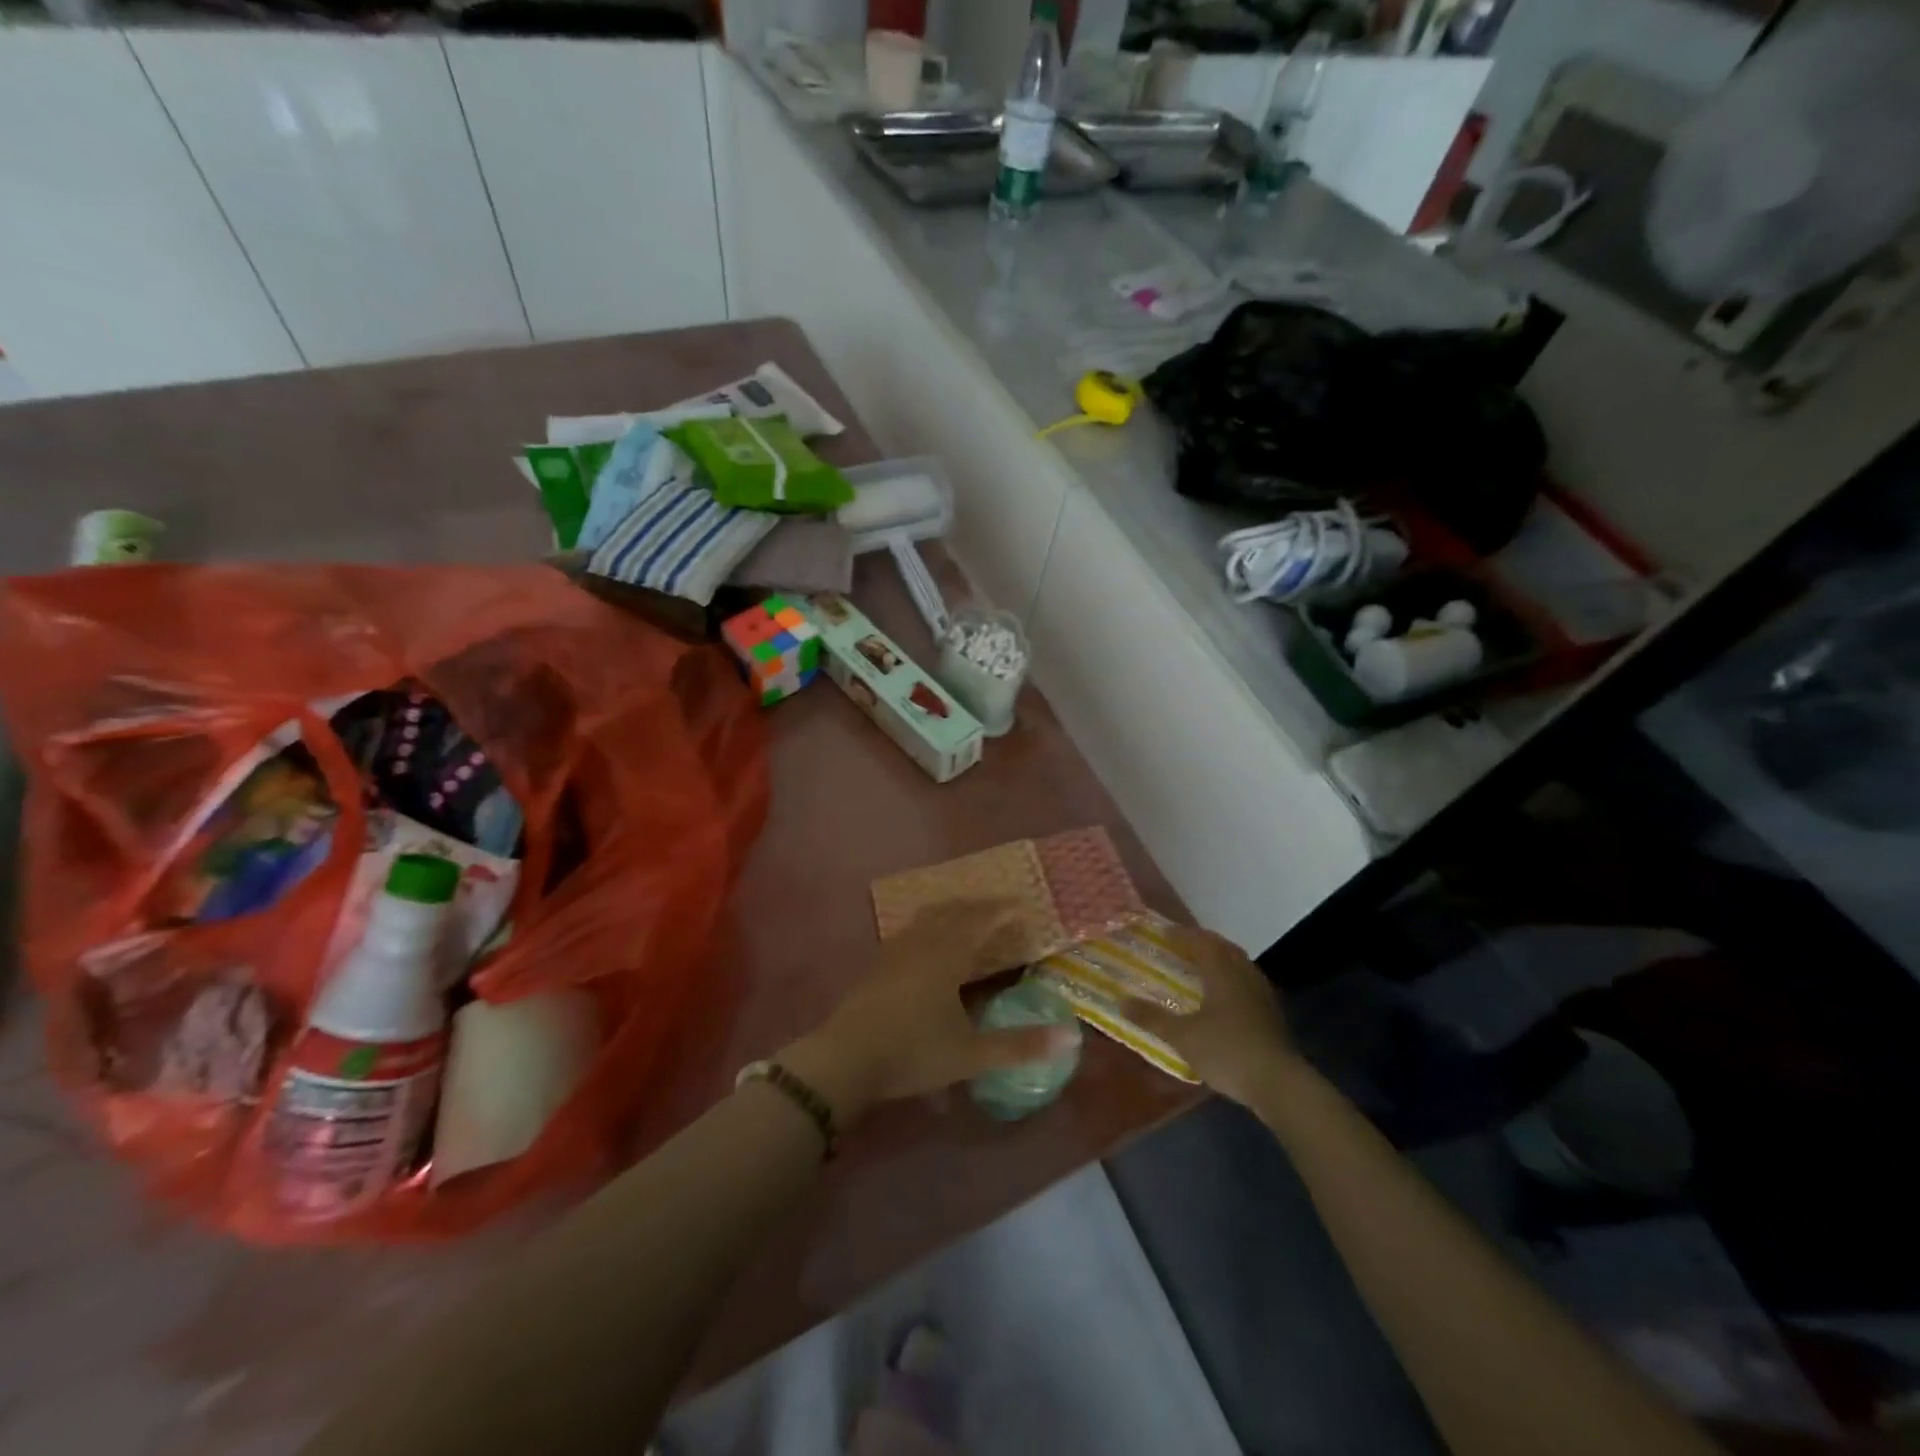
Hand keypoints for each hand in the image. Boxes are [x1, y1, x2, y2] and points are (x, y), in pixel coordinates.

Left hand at [780, 901, 1081, 1127]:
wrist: (846, 1059)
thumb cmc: (913, 1052)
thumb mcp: (971, 1054)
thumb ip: (1020, 1044)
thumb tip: (1072, 1036)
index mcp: (947, 954)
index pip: (981, 921)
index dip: (1003, 912)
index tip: (1024, 907)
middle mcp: (922, 942)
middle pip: (954, 912)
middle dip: (980, 907)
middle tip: (1000, 909)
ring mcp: (895, 950)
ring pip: (928, 917)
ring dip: (952, 911)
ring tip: (967, 916)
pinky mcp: (878, 964)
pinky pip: (911, 930)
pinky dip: (930, 925)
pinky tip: (927, 942)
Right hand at [1128, 927, 1295, 1107]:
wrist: (1279, 1084)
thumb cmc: (1227, 1051)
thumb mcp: (1182, 1036)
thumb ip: (1152, 1018)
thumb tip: (1120, 1001)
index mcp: (1222, 972)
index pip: (1201, 942)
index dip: (1182, 935)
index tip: (1164, 932)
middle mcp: (1244, 975)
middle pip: (1223, 948)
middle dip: (1202, 943)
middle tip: (1181, 945)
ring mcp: (1262, 994)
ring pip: (1239, 964)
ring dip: (1219, 959)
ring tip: (1200, 967)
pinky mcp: (1271, 1014)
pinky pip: (1246, 982)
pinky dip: (1230, 979)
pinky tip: (1222, 997)